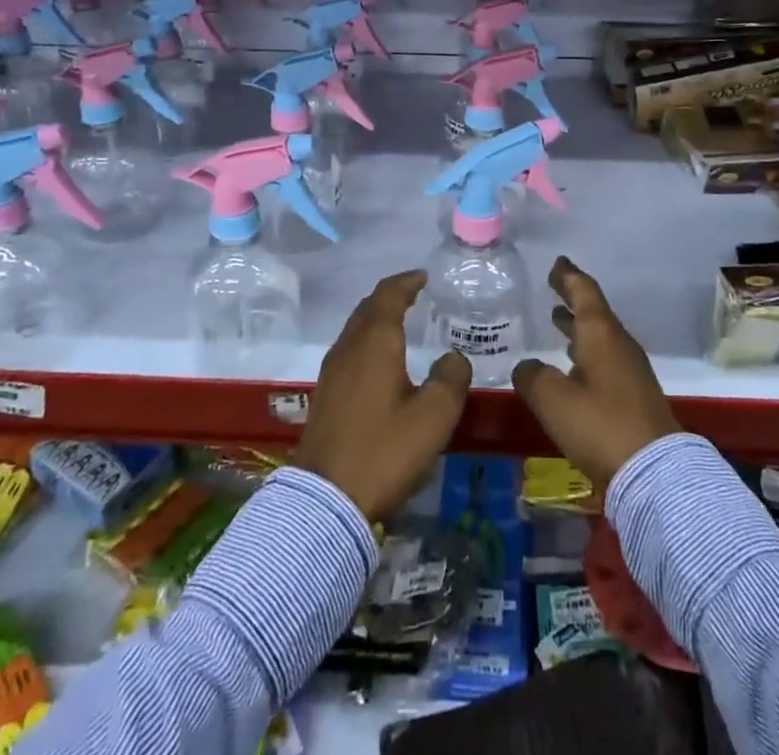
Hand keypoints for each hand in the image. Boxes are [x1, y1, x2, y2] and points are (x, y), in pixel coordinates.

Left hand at [294, 271, 471, 521]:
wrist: (325, 501)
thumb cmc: (384, 450)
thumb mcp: (434, 416)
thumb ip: (451, 379)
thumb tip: (454, 357)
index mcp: (375, 341)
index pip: (389, 294)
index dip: (407, 282)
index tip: (423, 276)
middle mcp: (349, 347)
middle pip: (368, 308)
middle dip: (390, 297)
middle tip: (414, 295)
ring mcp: (332, 372)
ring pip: (355, 330)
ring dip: (376, 319)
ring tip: (400, 324)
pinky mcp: (324, 396)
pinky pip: (349, 351)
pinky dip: (367, 342)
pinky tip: (379, 363)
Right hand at [513, 257, 680, 488]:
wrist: (654, 473)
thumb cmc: (600, 425)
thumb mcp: (553, 399)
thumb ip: (533, 377)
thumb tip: (527, 367)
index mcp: (601, 334)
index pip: (584, 292)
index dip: (568, 276)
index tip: (557, 263)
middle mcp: (618, 345)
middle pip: (594, 313)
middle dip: (573, 298)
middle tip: (554, 286)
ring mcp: (630, 372)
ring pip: (600, 338)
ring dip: (578, 328)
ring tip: (558, 320)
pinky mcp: (634, 397)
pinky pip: (605, 360)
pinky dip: (586, 352)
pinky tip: (572, 366)